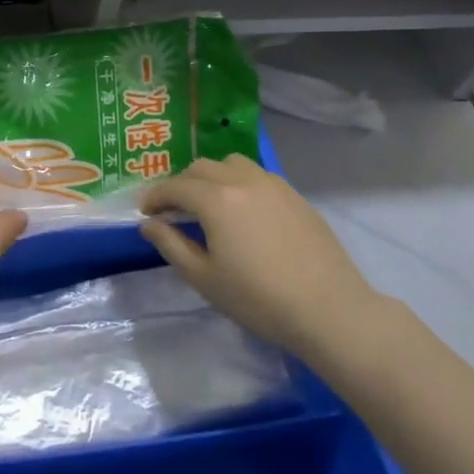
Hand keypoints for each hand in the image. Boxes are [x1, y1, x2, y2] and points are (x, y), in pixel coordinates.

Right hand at [140, 155, 381, 358]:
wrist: (328, 309)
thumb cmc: (258, 299)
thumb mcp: (204, 278)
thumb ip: (171, 245)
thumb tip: (148, 224)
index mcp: (216, 199)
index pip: (175, 186)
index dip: (155, 197)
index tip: (146, 213)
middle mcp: (243, 180)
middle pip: (202, 167)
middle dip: (181, 184)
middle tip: (174, 211)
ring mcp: (273, 184)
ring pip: (232, 163)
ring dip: (212, 177)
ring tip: (209, 204)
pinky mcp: (295, 195)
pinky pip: (257, 175)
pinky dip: (239, 183)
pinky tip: (244, 212)